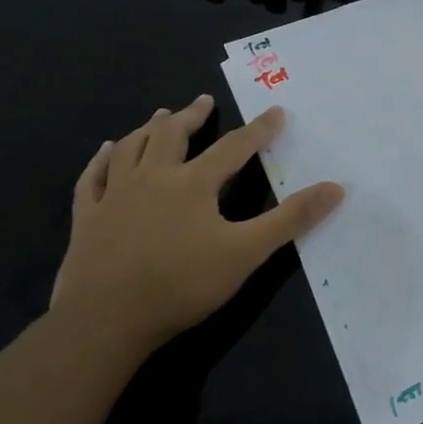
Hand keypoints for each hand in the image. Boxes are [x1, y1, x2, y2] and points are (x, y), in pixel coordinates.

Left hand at [51, 96, 342, 356]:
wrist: (104, 321)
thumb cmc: (180, 284)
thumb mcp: (246, 252)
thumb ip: (290, 219)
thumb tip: (335, 188)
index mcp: (193, 184)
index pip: (234, 147)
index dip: (258, 130)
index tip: (276, 111)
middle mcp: (153, 178)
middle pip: (171, 136)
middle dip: (191, 116)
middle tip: (204, 101)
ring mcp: (115, 197)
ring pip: (131, 149)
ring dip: (148, 129)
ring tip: (159, 116)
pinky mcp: (87, 219)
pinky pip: (92, 178)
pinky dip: (101, 160)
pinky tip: (106, 151)